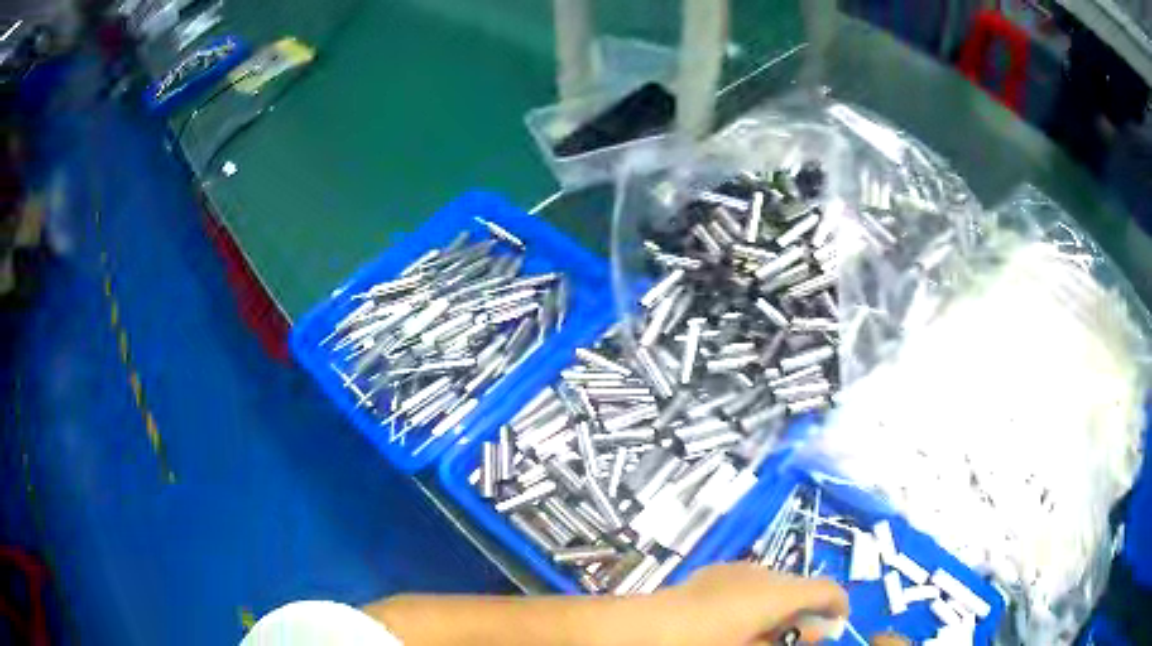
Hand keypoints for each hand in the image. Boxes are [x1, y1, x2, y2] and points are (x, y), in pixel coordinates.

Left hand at [644, 563, 849, 644]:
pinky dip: (757, 596)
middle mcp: (766, 571)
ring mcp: (739, 567)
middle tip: (801, 634)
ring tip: (769, 628)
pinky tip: (739, 617)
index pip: (826, 588)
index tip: (838, 623)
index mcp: (780, 591)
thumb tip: (818, 632)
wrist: (649, 627)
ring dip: (781, 602)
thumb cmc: (708, 642)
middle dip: (807, 607)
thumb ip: (792, 639)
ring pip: (776, 582)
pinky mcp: (717, 570)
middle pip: (801, 584)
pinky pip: (750, 580)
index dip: (839, 604)